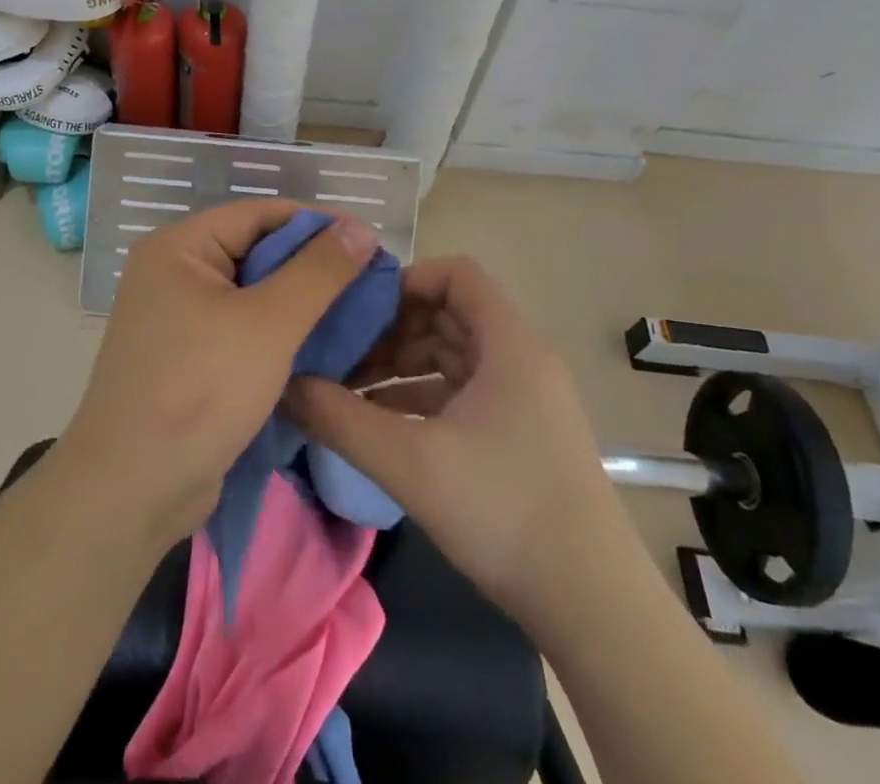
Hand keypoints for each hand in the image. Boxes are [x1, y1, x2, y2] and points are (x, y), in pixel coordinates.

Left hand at [61, 200, 380, 549]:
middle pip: (256, 252)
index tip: (370, 242)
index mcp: (179, 247)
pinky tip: (322, 346)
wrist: (132, 491)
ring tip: (358, 313)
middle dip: (312, 267)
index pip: (259, 214)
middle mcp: (173, 273)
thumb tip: (360, 227)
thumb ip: (318, 271)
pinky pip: (242, 329)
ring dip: (300, 303)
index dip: (317, 224)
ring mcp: (177, 318)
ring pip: (253, 294)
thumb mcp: (269, 323)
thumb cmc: (199, 390)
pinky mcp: (188, 358)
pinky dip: (279, 334)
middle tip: (371, 282)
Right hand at [284, 256, 619, 631]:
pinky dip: (423, 397)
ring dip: (404, 365)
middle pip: (450, 314)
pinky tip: (382, 424)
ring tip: (351, 390)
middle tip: (343, 352)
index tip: (362, 309)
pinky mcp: (522, 433)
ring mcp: (525, 398)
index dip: (407, 280)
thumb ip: (342, 419)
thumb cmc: (503, 511)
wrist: (593, 605)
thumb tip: (286, 385)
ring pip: (454, 355)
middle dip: (394, 328)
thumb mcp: (410, 462)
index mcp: (508, 344)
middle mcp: (520, 358)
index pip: (457, 274)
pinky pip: (464, 392)